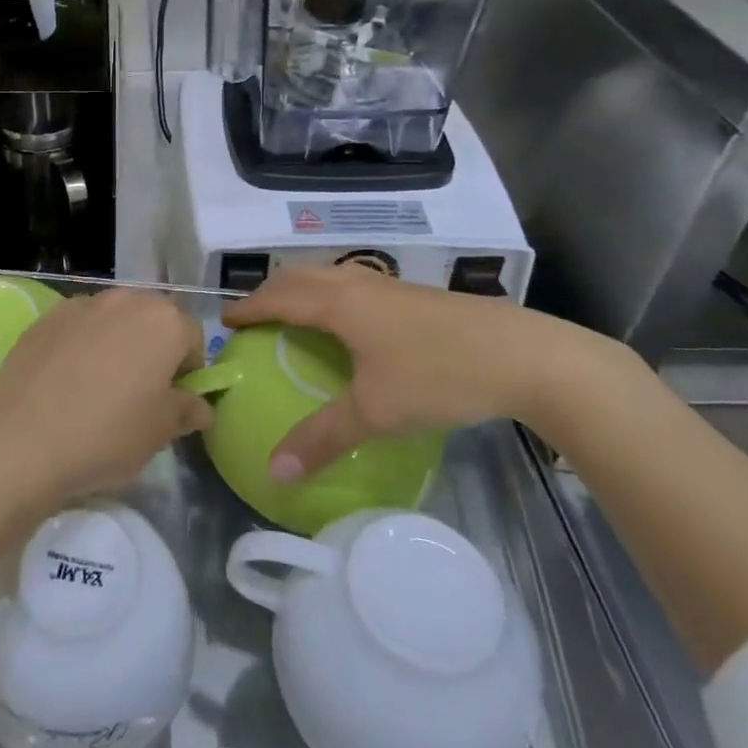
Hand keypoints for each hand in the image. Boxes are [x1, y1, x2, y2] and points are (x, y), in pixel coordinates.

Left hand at [0, 288, 212, 514]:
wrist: (21, 440)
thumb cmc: (106, 435)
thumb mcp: (160, 432)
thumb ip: (187, 410)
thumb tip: (199, 405)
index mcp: (164, 322)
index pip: (192, 336)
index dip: (188, 369)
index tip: (173, 400)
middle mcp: (126, 300)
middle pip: (153, 319)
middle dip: (154, 348)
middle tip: (139, 391)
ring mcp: (83, 304)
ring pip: (114, 319)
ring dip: (117, 342)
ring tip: (99, 386)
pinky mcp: (47, 316)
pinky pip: (78, 326)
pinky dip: (81, 344)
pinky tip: (66, 381)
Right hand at [224, 266, 627, 481]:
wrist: (523, 355)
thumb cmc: (439, 375)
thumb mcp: (376, 412)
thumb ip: (322, 439)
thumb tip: (274, 471)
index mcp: (338, 303)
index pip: (278, 297)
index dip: (248, 308)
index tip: (224, 323)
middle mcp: (357, 283)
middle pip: (300, 276)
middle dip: (271, 292)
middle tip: (253, 317)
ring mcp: (389, 285)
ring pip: (330, 276)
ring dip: (302, 289)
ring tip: (293, 315)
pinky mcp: (414, 295)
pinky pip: (354, 284)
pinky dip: (331, 295)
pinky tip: (349, 324)